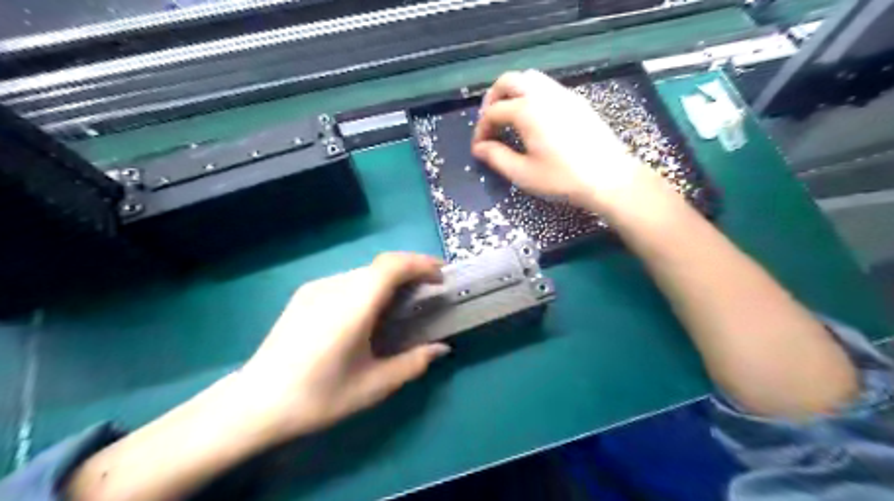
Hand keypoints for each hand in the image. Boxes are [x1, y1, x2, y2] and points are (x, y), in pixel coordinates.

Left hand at [240, 253, 451, 443]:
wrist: (255, 403)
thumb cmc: (318, 396)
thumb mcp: (373, 386)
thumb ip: (413, 363)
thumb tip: (442, 348)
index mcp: (353, 305)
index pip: (392, 266)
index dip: (421, 263)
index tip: (441, 275)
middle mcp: (335, 286)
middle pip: (380, 265)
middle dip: (410, 270)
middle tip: (429, 289)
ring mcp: (316, 288)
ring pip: (364, 272)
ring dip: (389, 279)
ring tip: (403, 301)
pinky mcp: (304, 294)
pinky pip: (346, 280)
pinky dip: (369, 286)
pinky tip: (369, 310)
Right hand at [475, 69, 653, 212]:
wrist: (609, 178)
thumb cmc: (563, 178)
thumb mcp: (523, 173)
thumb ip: (497, 157)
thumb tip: (480, 148)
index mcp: (527, 110)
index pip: (493, 112)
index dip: (481, 129)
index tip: (479, 148)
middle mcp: (543, 94)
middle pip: (508, 81)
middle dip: (492, 99)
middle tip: (489, 122)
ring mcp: (563, 94)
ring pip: (530, 78)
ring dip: (513, 93)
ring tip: (509, 117)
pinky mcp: (577, 101)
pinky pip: (547, 87)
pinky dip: (531, 95)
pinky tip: (534, 119)